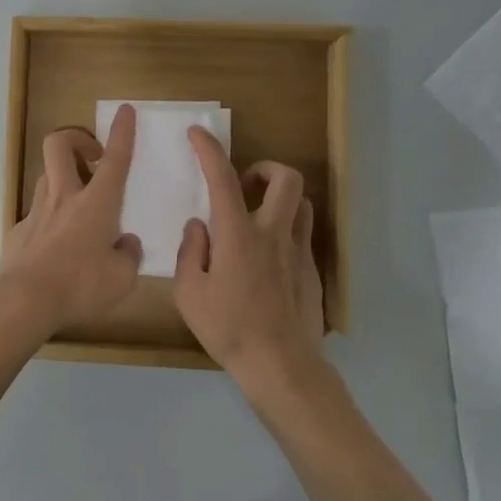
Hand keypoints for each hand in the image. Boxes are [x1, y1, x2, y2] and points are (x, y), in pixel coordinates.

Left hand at [0, 105, 142, 331]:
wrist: (23, 300)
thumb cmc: (80, 286)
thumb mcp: (122, 279)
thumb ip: (128, 256)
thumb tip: (126, 243)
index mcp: (96, 204)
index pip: (114, 159)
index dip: (122, 132)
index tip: (125, 111)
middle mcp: (64, 197)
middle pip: (59, 145)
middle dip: (76, 138)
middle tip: (92, 156)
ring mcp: (36, 211)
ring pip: (46, 175)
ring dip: (63, 177)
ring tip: (78, 203)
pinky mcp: (18, 231)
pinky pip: (36, 213)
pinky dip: (49, 218)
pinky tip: (55, 244)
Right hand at [172, 126, 325, 391]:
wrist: (281, 366)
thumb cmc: (228, 329)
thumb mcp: (189, 293)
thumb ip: (190, 252)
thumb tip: (198, 226)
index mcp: (238, 235)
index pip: (223, 179)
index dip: (209, 150)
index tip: (197, 133)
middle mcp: (273, 234)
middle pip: (286, 179)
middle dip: (265, 167)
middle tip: (244, 182)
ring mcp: (298, 252)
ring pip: (301, 203)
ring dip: (280, 197)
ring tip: (258, 215)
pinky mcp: (311, 271)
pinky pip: (302, 235)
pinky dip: (285, 230)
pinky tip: (267, 258)